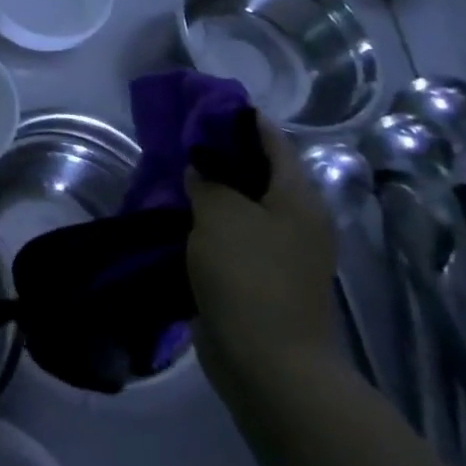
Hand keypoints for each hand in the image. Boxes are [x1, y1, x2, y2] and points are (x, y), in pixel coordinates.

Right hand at [186, 116, 339, 401]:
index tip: (201, 103)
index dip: (240, 118)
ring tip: (168, 174)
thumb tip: (201, 166)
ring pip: (239, 206)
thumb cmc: (250, 277)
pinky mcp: (257, 277)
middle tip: (175, 139)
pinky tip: (174, 216)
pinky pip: (229, 236)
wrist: (268, 363)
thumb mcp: (221, 214)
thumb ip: (209, 180)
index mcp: (298, 198)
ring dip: (207, 191)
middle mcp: (295, 220)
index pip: (271, 141)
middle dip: (217, 154)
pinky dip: (204, 223)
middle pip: (255, 172)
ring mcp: (278, 252)